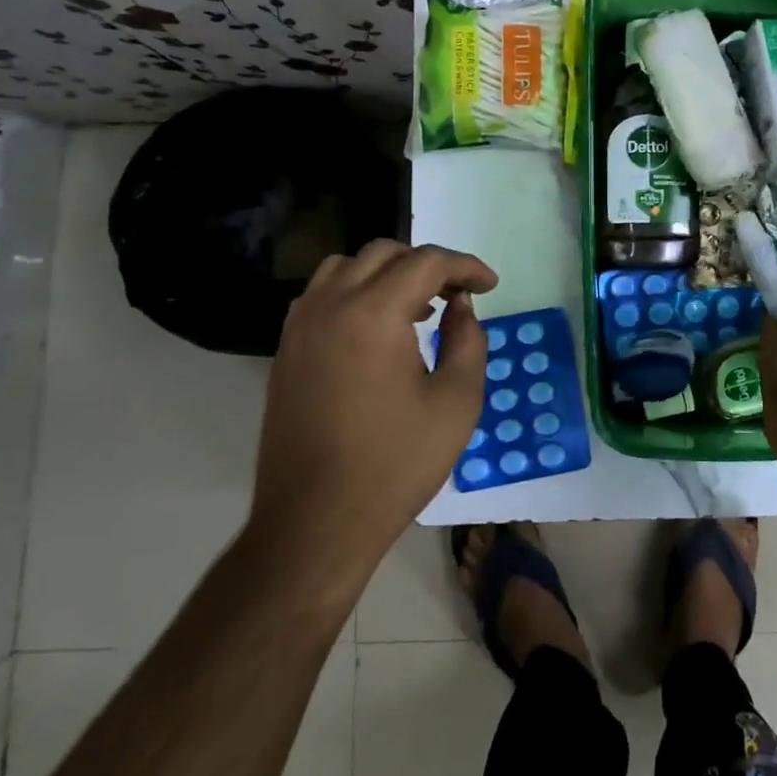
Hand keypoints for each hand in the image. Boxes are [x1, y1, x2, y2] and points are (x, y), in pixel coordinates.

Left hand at [246, 240, 497, 578]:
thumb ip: (468, 341)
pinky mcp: (286, 351)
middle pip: (383, 254)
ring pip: (346, 268)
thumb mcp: (456, 402)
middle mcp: (330, 305)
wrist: (316, 521)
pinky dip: (355, 293)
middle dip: (427, 265)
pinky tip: (378, 331)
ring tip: (418, 308)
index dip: (465, 266)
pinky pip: (322, 296)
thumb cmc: (396, 464)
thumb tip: (462, 306)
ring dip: (387, 273)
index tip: (490, 286)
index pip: (425, 262)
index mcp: (373, 313)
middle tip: (458, 295)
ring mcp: (300, 327)